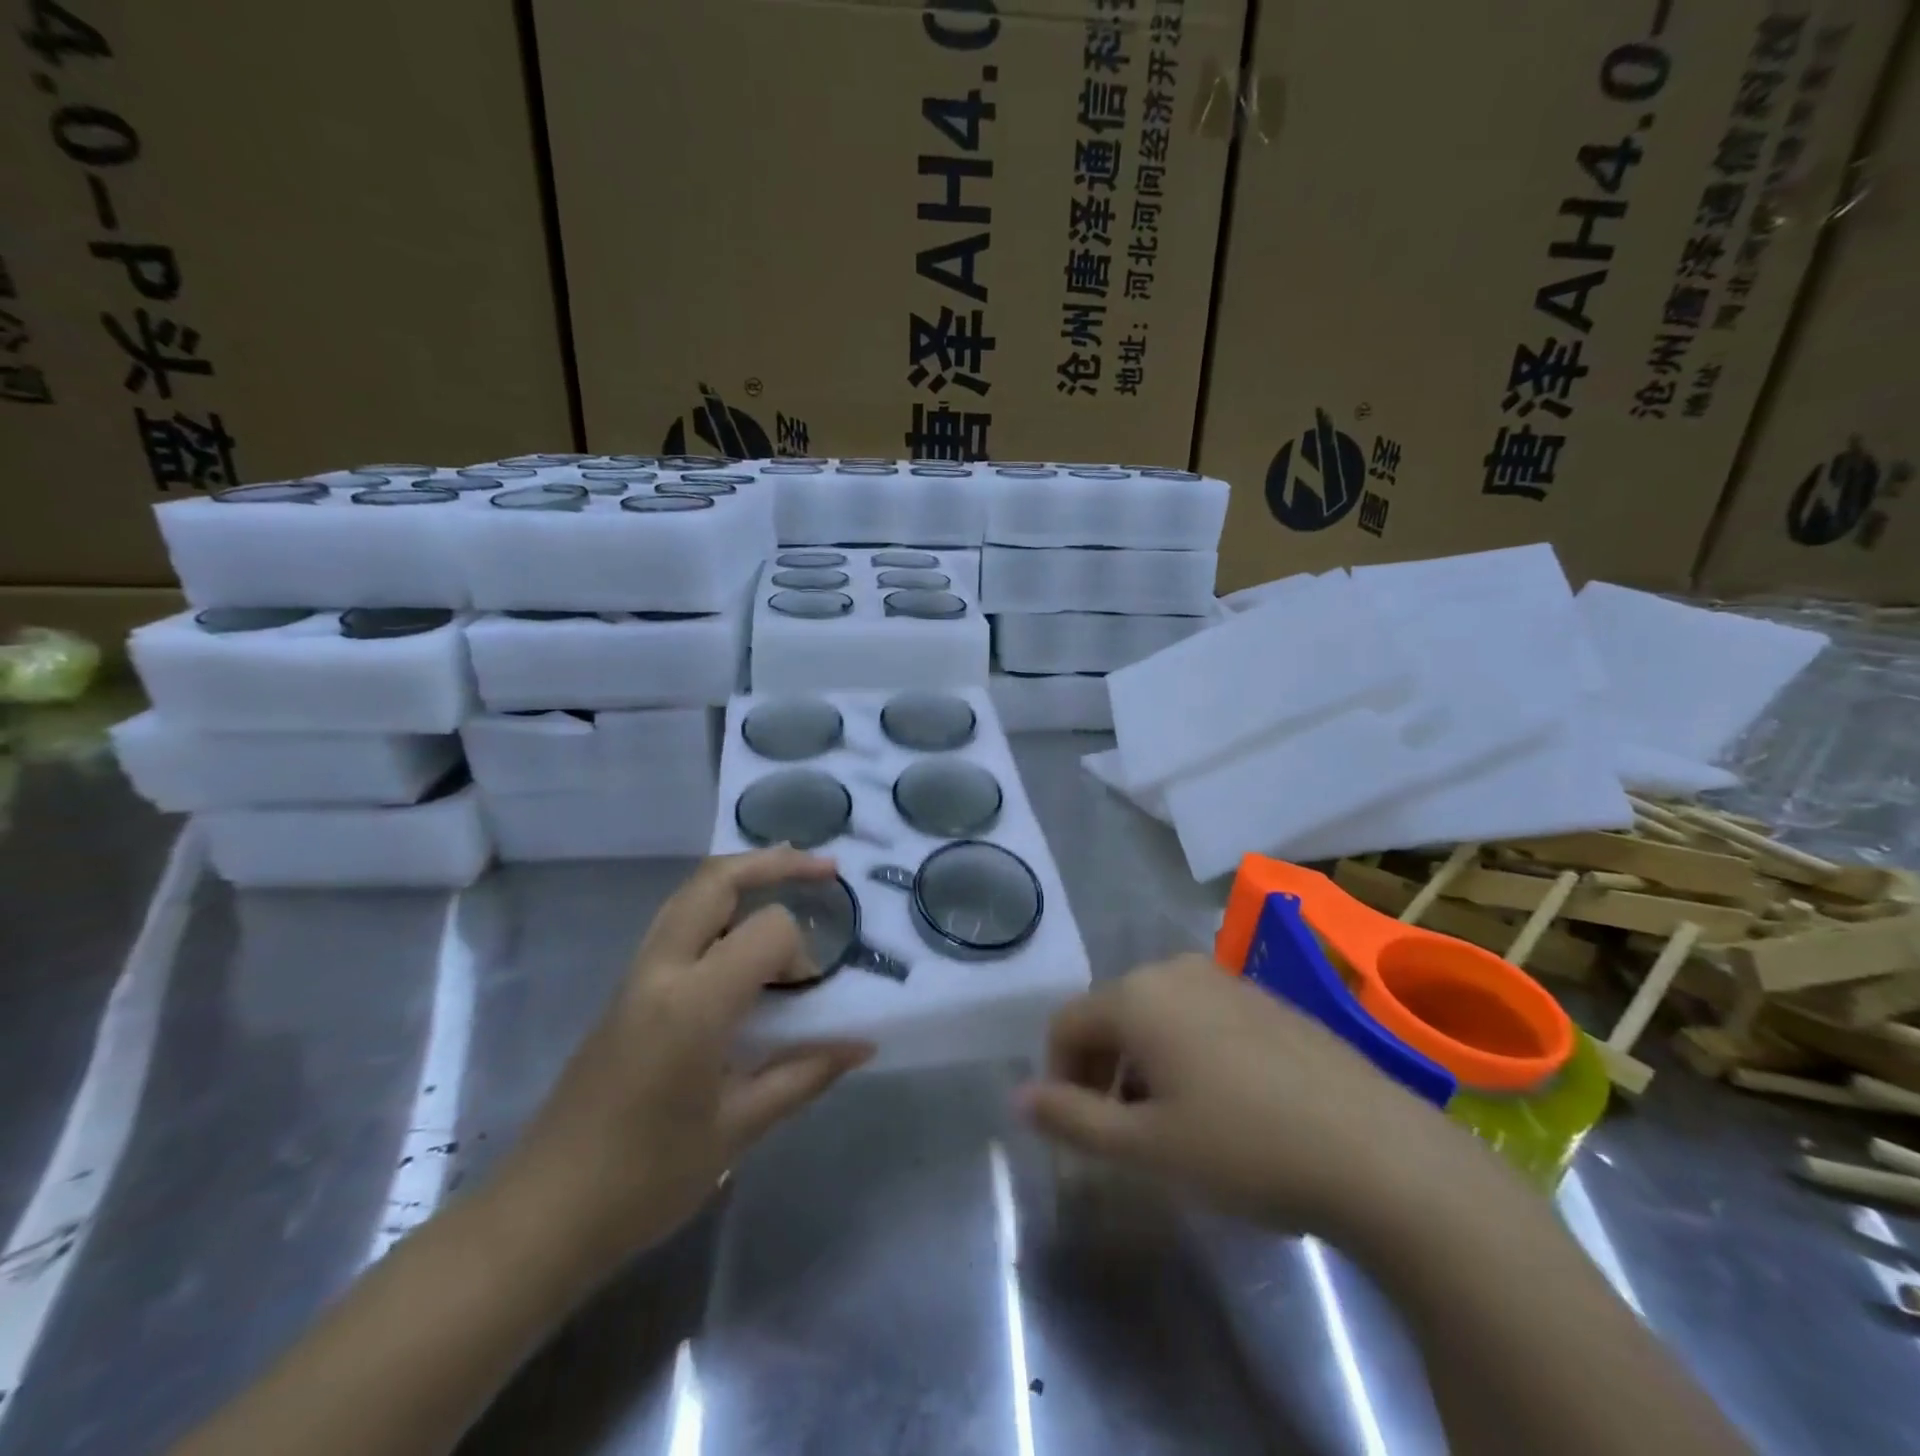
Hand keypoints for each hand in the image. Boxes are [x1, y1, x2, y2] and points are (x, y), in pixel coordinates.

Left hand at [489, 848, 873, 1267]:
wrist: (543, 1214)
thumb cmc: (647, 1178)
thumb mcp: (739, 1129)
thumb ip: (804, 1074)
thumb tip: (861, 1044)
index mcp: (693, 1003)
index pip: (767, 932)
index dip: (802, 953)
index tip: (810, 997)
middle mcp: (660, 971)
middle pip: (716, 880)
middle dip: (774, 863)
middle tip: (825, 869)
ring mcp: (635, 975)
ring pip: (690, 894)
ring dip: (742, 877)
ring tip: (789, 880)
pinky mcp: (624, 990)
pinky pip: (676, 924)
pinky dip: (718, 908)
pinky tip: (742, 936)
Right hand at [1018, 954, 1471, 1237]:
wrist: (1378, 1153)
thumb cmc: (1245, 1148)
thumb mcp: (1146, 1146)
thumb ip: (1072, 1118)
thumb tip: (1017, 1097)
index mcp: (1137, 994)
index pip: (1066, 1024)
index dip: (1058, 1076)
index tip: (1078, 1130)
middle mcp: (1175, 969)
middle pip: (1110, 1014)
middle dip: (1102, 1070)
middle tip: (1122, 1133)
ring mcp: (1225, 979)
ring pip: (1156, 1014)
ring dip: (1143, 1063)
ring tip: (1172, 1123)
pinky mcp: (1266, 997)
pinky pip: (1199, 1016)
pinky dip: (1186, 1052)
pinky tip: (1223, 1104)